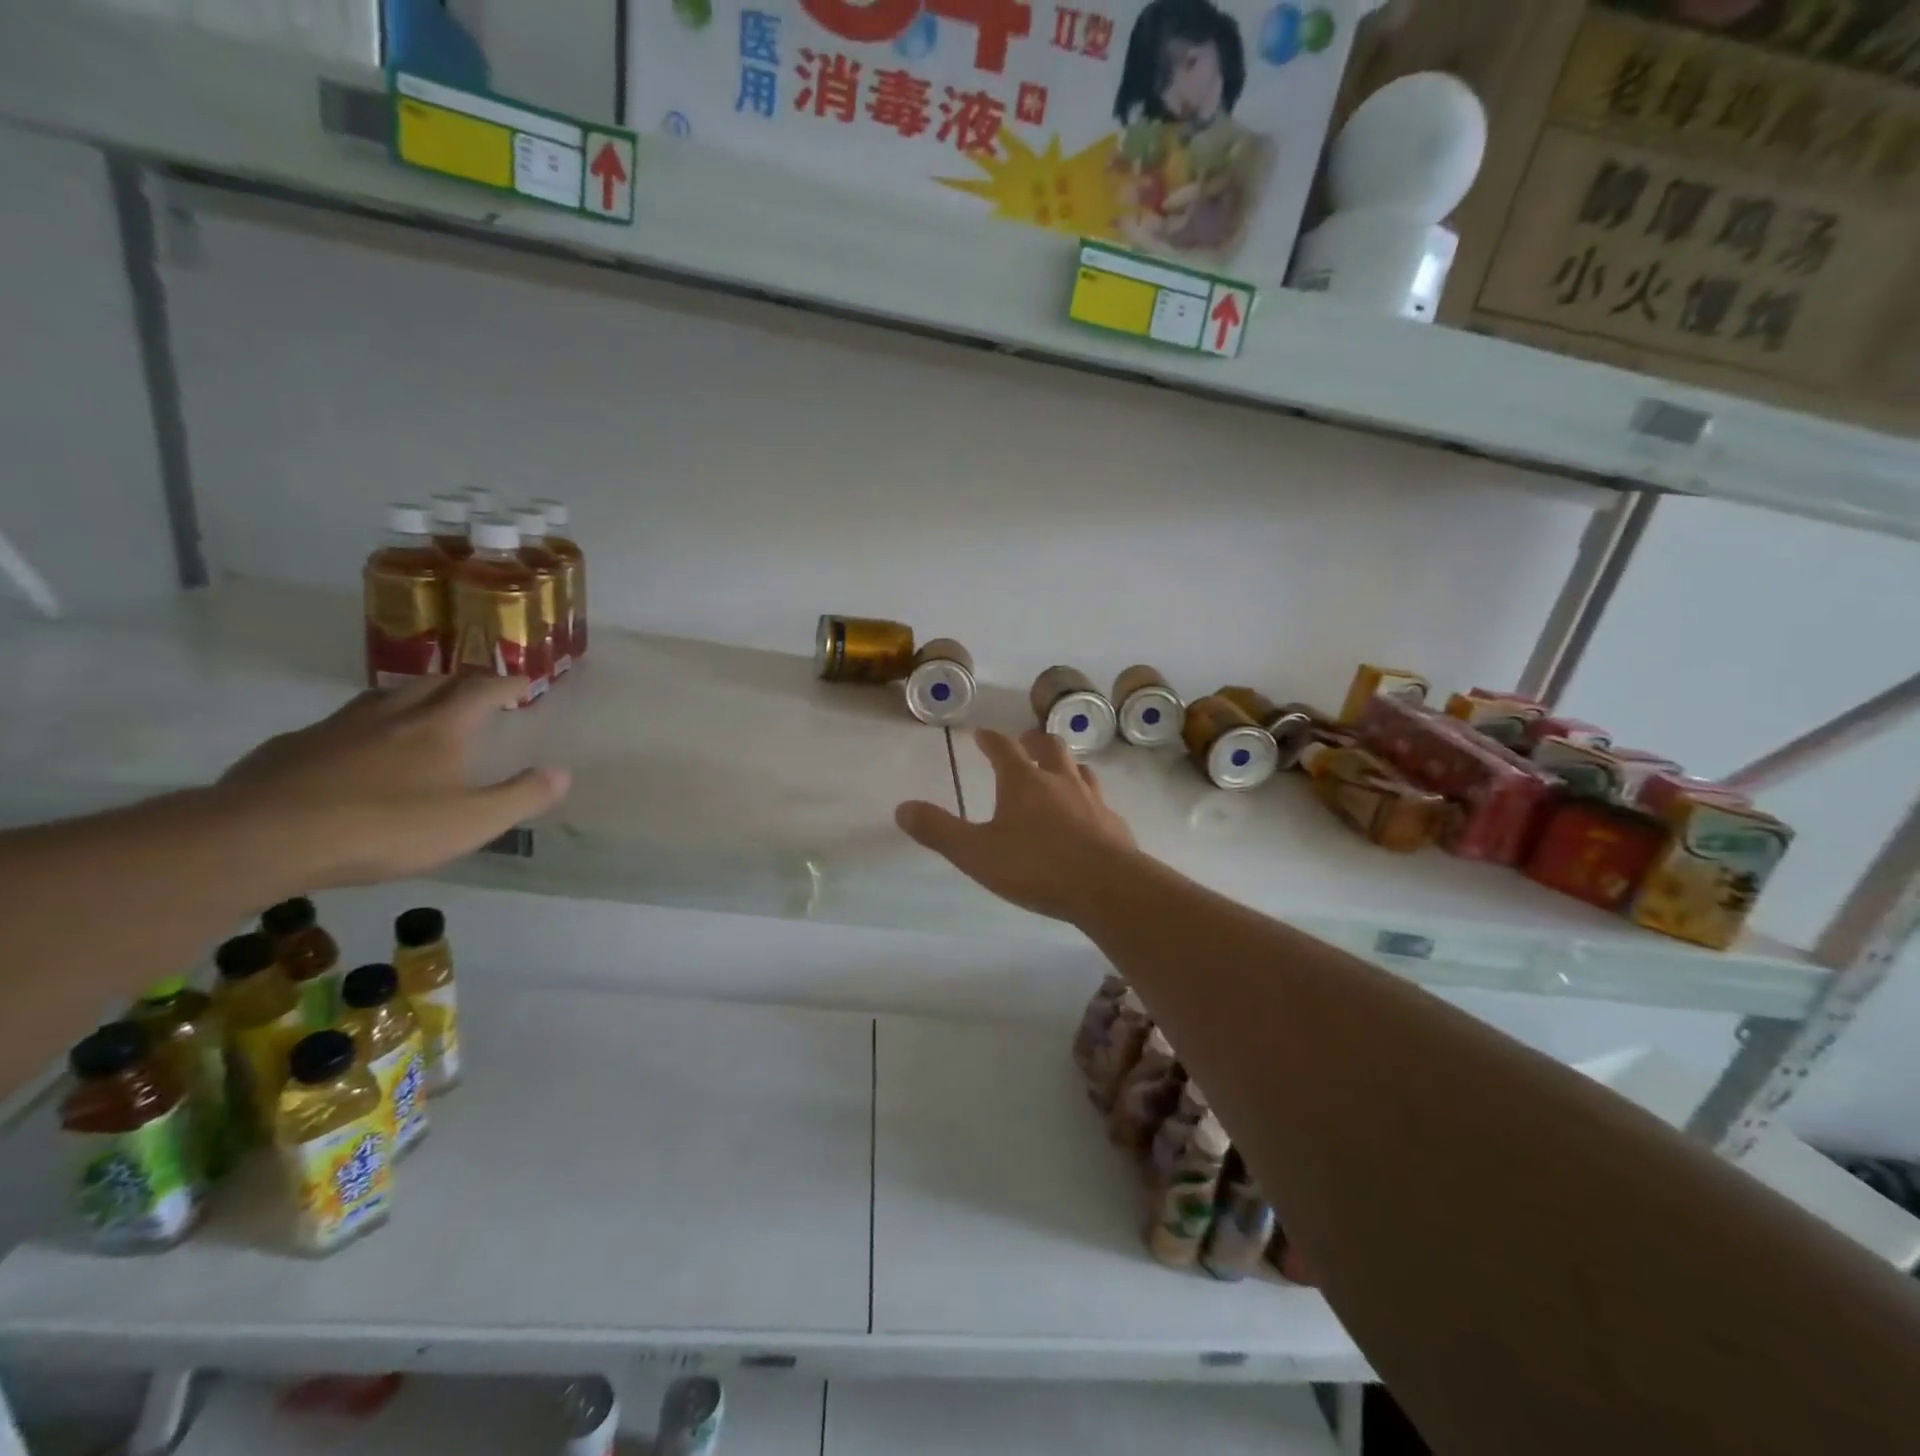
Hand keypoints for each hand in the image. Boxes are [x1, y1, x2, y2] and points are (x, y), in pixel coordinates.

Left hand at [217, 674, 570, 888]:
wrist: (262, 838)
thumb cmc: (384, 828)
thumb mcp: (471, 822)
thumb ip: (521, 796)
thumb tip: (563, 773)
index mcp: (438, 728)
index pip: (481, 690)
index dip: (507, 682)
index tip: (524, 681)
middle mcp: (390, 715)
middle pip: (431, 682)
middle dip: (460, 682)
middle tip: (476, 691)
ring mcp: (335, 727)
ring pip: (381, 697)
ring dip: (409, 695)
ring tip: (419, 709)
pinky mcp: (290, 748)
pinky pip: (336, 726)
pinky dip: (359, 727)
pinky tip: (352, 751)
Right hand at [895, 728, 1138, 924]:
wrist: (1106, 887)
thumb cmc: (1035, 866)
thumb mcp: (975, 852)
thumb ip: (939, 830)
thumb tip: (903, 808)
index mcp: (1023, 782)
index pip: (1003, 748)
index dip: (990, 739)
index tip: (982, 733)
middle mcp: (1060, 781)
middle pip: (1049, 747)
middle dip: (1035, 741)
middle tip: (1027, 741)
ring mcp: (1092, 801)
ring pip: (1081, 770)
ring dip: (1067, 765)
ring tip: (1060, 769)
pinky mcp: (1114, 825)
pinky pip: (1101, 803)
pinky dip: (1090, 801)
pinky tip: (1089, 816)